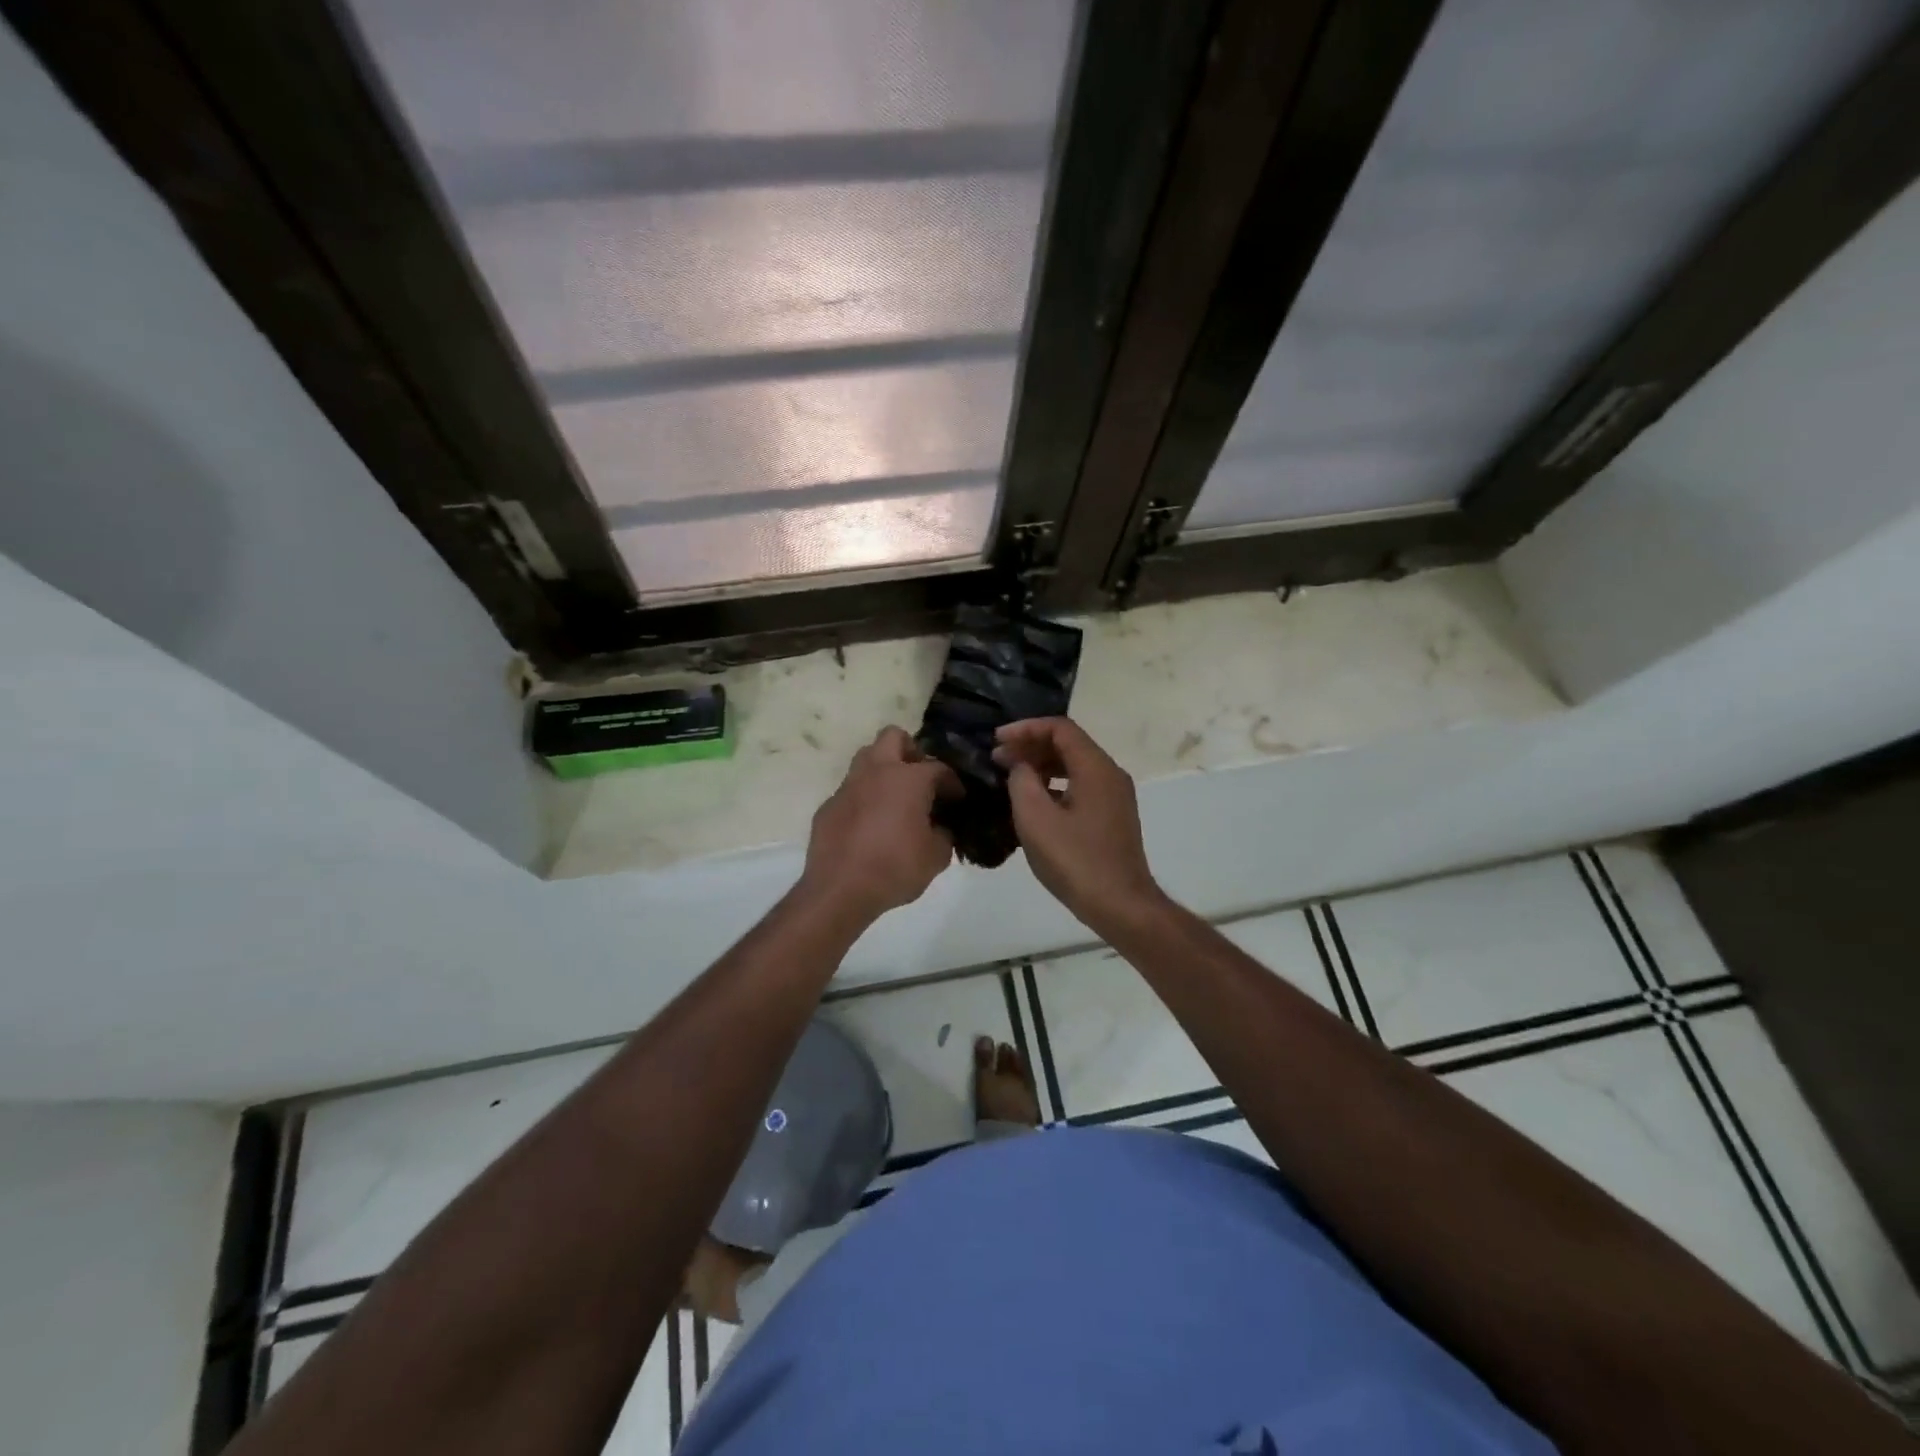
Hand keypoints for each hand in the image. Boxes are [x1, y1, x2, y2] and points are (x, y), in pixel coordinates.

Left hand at [800, 727, 957, 920]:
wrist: (840, 890)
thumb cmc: (895, 868)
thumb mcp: (936, 857)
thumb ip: (943, 835)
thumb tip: (939, 828)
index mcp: (908, 779)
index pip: (938, 767)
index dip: (952, 782)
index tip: (957, 798)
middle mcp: (876, 772)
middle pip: (893, 737)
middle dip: (910, 750)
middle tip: (920, 778)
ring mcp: (847, 787)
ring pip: (866, 759)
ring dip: (883, 771)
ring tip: (896, 799)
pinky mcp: (828, 806)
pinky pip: (850, 791)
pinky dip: (863, 799)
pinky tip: (870, 825)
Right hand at [993, 717, 1165, 933]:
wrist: (1121, 905)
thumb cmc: (1075, 860)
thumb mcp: (1035, 818)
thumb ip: (1022, 781)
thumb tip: (1020, 767)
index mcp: (1096, 767)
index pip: (1060, 728)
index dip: (1025, 728)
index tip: (996, 740)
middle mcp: (1110, 774)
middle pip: (1068, 744)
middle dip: (1031, 746)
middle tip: (997, 759)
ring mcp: (1114, 796)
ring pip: (1074, 766)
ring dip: (1041, 766)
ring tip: (1010, 777)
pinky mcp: (1112, 817)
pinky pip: (1080, 786)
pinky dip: (1054, 785)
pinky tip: (1032, 802)